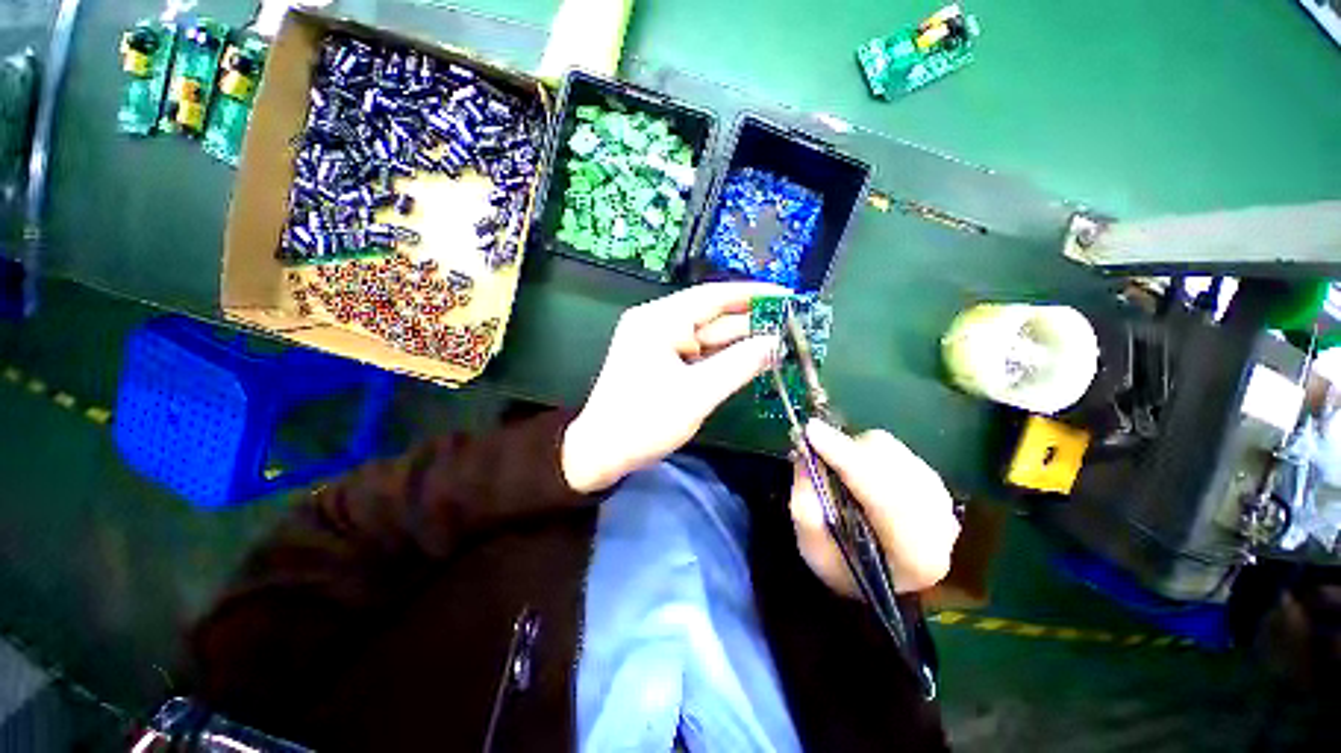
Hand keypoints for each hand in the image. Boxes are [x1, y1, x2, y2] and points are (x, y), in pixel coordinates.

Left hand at [562, 282, 786, 492]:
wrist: (601, 453)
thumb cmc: (644, 423)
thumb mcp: (696, 395)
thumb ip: (738, 365)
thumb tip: (775, 342)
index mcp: (659, 321)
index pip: (713, 297)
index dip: (753, 294)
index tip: (789, 295)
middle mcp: (658, 323)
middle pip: (712, 316)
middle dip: (751, 322)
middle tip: (793, 326)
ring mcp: (659, 342)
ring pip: (708, 336)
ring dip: (740, 341)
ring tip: (781, 342)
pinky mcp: (662, 360)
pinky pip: (699, 352)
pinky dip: (723, 356)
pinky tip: (752, 359)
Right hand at [790, 420, 959, 594]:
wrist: (877, 578)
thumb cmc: (841, 568)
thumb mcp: (811, 547)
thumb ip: (807, 502)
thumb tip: (804, 451)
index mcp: (914, 557)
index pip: (883, 496)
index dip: (845, 459)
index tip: (811, 431)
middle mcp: (941, 527)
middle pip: (893, 467)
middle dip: (848, 451)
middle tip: (815, 446)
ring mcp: (943, 503)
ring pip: (895, 453)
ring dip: (857, 451)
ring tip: (836, 465)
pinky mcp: (935, 484)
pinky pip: (898, 451)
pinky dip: (869, 452)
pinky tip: (858, 468)